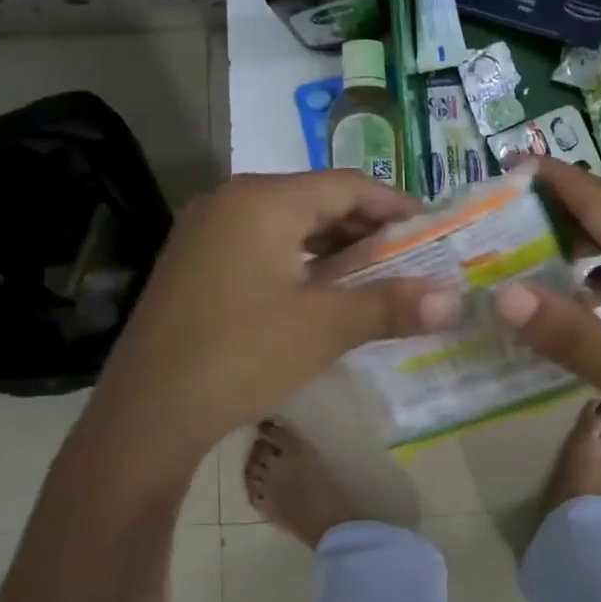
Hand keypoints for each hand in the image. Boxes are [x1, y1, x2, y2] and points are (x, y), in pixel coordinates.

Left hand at [86, 171, 459, 465]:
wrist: (145, 416)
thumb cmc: (240, 356)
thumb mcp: (324, 327)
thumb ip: (391, 305)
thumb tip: (455, 300)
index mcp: (263, 200)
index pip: (347, 185)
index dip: (394, 204)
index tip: (431, 229)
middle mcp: (230, 201)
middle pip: (316, 199)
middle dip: (366, 227)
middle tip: (408, 256)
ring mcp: (206, 230)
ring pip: (288, 223)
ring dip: (334, 245)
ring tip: (373, 274)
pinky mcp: (194, 262)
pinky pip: (261, 244)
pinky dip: (300, 260)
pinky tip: (320, 291)